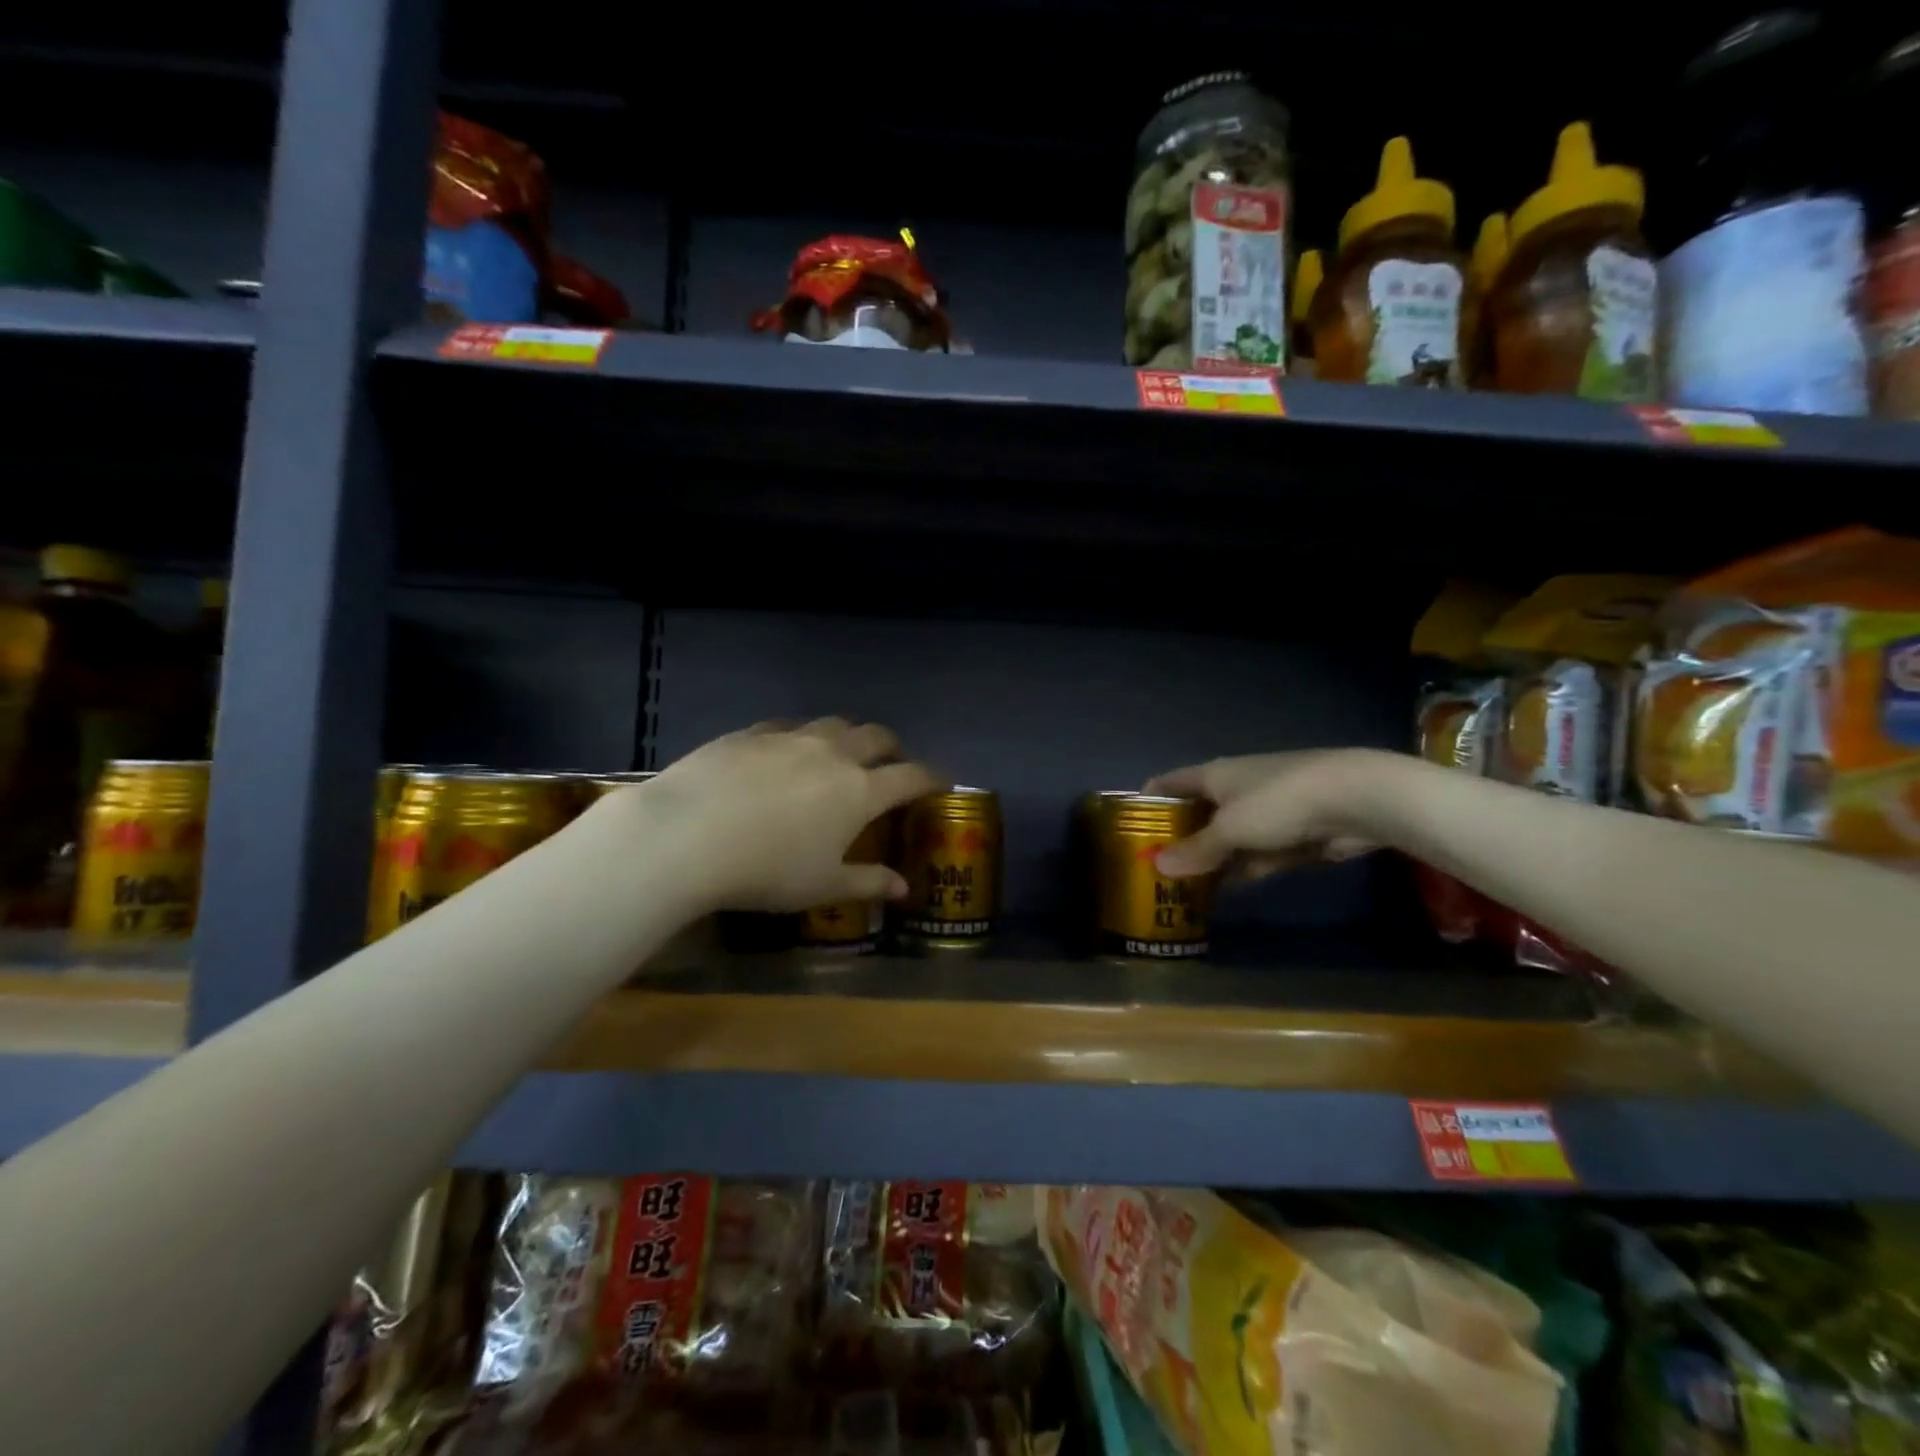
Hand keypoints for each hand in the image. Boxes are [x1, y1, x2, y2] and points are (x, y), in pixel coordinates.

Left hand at [627, 718, 939, 912]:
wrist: (688, 835)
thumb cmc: (767, 870)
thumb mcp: (822, 886)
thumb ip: (867, 883)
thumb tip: (903, 888)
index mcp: (860, 791)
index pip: (911, 776)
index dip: (932, 778)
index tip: (941, 783)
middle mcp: (833, 754)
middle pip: (877, 737)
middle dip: (893, 748)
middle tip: (892, 764)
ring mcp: (791, 738)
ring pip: (834, 724)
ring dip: (848, 736)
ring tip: (841, 754)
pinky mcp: (751, 733)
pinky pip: (787, 726)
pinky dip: (800, 736)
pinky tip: (786, 751)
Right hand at [1144, 748, 1395, 879]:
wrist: (1353, 799)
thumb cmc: (1277, 803)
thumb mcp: (1229, 829)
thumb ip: (1196, 849)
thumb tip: (1158, 865)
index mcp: (1214, 775)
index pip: (1169, 782)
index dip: (1148, 800)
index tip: (1130, 827)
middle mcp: (1234, 789)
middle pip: (1197, 813)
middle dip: (1177, 838)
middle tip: (1155, 868)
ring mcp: (1264, 811)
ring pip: (1226, 838)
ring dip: (1209, 859)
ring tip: (1183, 887)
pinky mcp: (1289, 833)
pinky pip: (1254, 853)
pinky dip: (1239, 869)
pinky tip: (1223, 891)